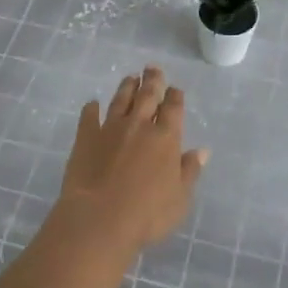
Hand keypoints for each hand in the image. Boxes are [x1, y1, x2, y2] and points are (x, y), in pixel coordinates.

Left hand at [50, 66, 207, 260]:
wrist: (99, 218)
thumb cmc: (147, 214)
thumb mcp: (180, 198)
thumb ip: (190, 171)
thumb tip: (201, 151)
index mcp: (166, 137)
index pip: (173, 108)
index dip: (174, 96)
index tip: (174, 88)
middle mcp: (139, 125)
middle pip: (147, 95)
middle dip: (152, 80)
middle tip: (152, 68)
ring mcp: (110, 128)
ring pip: (120, 100)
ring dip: (126, 87)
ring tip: (130, 78)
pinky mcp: (86, 137)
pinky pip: (89, 117)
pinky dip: (91, 109)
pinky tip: (92, 104)